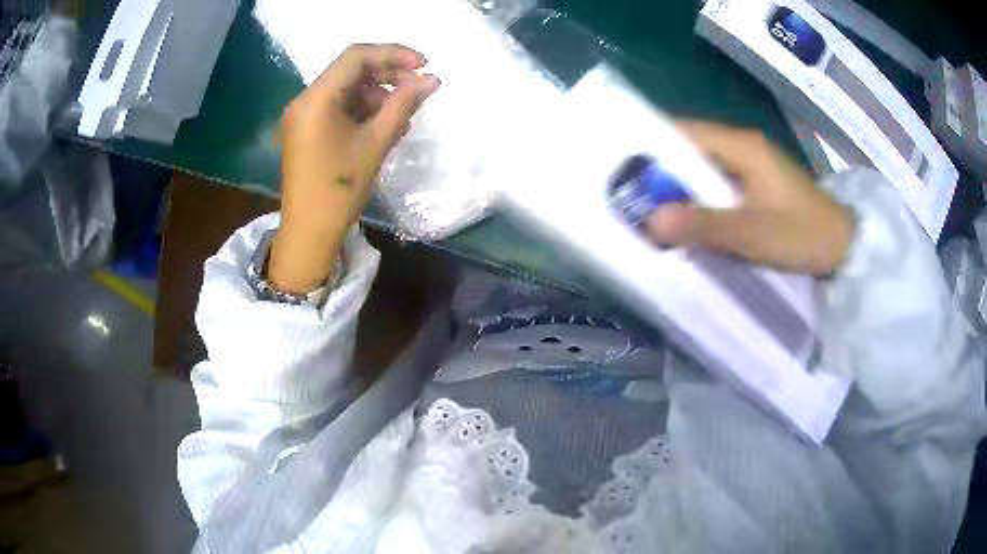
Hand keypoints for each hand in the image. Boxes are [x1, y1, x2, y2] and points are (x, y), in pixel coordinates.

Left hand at [269, 44, 440, 293]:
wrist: (309, 233)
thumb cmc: (340, 189)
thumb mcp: (376, 142)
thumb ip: (404, 104)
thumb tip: (432, 79)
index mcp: (315, 99)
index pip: (356, 57)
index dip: (393, 54)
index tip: (424, 65)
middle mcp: (305, 100)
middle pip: (351, 71)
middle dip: (387, 75)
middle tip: (418, 89)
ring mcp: (304, 116)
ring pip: (347, 90)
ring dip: (378, 96)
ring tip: (403, 118)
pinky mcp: (307, 131)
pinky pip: (339, 109)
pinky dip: (364, 112)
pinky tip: (385, 127)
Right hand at [646, 121, 853, 275]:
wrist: (843, 247)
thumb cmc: (804, 234)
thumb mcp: (755, 233)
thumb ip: (706, 225)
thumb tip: (651, 221)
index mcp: (741, 145)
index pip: (683, 129)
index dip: (649, 143)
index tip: (618, 167)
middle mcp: (741, 146)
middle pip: (688, 147)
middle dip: (657, 169)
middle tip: (626, 194)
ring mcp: (748, 164)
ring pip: (700, 166)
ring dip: (676, 185)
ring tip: (645, 207)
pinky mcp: (754, 184)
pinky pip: (715, 183)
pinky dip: (696, 197)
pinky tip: (683, 216)